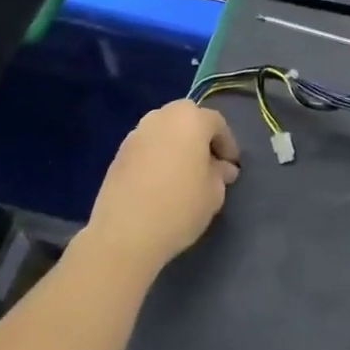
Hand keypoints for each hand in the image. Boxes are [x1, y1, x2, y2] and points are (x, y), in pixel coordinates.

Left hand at [84, 101, 239, 273]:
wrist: (124, 233)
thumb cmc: (179, 207)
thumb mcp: (214, 194)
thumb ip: (220, 174)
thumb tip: (221, 168)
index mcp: (190, 119)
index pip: (217, 123)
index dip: (227, 144)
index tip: (231, 166)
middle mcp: (161, 117)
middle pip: (187, 117)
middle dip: (200, 136)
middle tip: (208, 162)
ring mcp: (136, 133)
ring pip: (164, 129)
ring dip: (176, 143)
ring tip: (183, 171)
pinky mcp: (118, 152)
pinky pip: (147, 146)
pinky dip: (157, 155)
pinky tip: (160, 180)